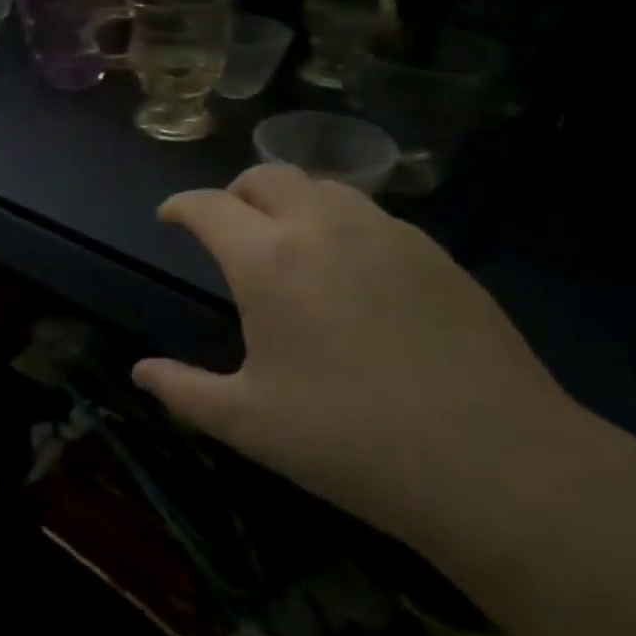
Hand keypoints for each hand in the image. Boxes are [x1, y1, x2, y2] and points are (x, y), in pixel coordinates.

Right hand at [134, 166, 572, 546]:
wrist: (494, 460)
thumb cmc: (350, 440)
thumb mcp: (248, 423)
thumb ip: (183, 390)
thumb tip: (141, 372)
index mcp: (268, 260)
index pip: (209, 206)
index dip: (180, 206)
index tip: (168, 217)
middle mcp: (322, 227)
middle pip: (266, 175)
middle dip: (234, 193)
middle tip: (226, 228)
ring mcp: (385, 233)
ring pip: (322, 185)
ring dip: (289, 200)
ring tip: (285, 241)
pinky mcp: (433, 251)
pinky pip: (369, 213)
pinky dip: (338, 221)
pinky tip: (349, 269)